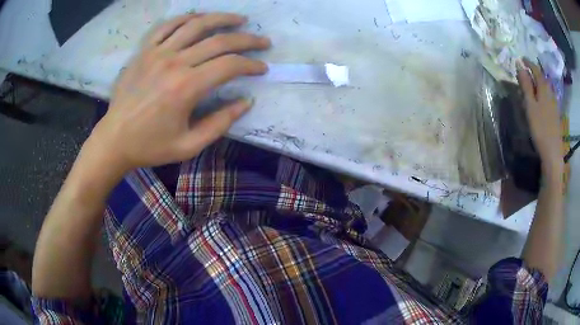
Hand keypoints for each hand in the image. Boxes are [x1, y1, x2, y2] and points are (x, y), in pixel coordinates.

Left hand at [87, 13, 270, 172]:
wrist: (114, 140)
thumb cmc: (150, 146)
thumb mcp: (189, 145)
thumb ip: (220, 123)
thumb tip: (246, 102)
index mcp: (186, 88)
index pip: (229, 66)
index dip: (251, 64)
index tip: (263, 67)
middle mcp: (174, 63)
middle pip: (219, 41)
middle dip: (247, 39)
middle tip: (263, 41)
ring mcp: (157, 53)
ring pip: (196, 25)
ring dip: (222, 19)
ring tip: (239, 19)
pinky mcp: (144, 51)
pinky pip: (167, 26)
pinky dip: (186, 18)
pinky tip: (199, 18)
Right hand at [516, 59, 561, 171]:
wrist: (553, 153)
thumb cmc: (540, 128)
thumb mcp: (530, 105)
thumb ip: (526, 85)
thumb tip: (520, 66)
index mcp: (544, 89)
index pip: (536, 69)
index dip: (528, 62)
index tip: (521, 58)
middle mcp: (550, 93)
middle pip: (542, 78)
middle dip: (534, 72)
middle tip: (525, 71)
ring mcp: (554, 104)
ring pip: (546, 88)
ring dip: (538, 83)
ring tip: (532, 84)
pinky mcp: (555, 114)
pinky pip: (548, 97)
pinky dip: (542, 93)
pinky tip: (540, 99)